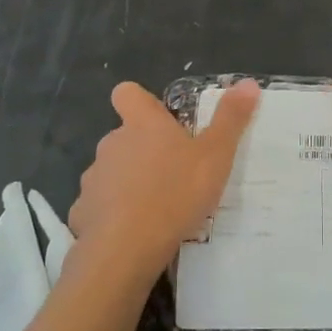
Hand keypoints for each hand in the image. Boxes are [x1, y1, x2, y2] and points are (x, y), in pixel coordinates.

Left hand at [68, 80, 260, 269]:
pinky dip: (115, 214)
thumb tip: (248, 83)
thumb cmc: (176, 193)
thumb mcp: (216, 155)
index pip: (127, 93)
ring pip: (112, 172)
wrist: (126, 247)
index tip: (161, 119)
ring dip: (130, 182)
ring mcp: (94, 178)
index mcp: (143, 125)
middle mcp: (112, 144)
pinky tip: (134, 233)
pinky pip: (100, 206)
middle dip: (144, 150)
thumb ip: (231, 119)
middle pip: (124, 136)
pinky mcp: (83, 212)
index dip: (142, 101)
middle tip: (175, 173)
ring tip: (158, 207)